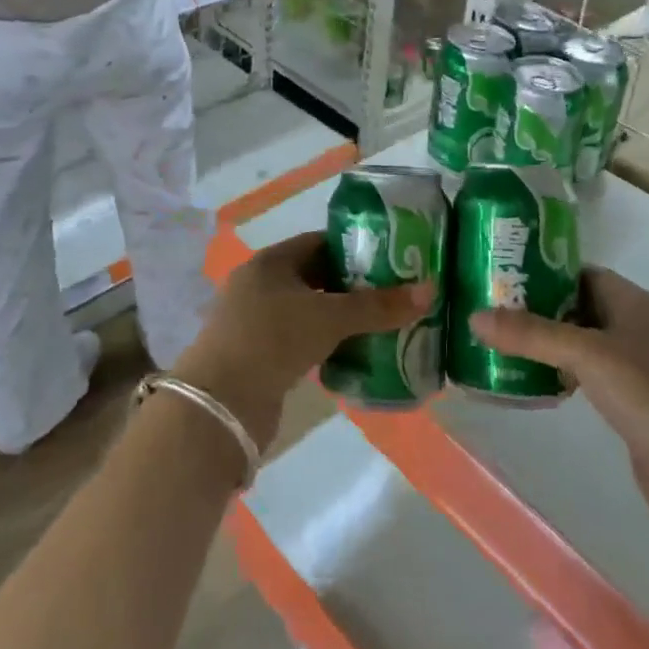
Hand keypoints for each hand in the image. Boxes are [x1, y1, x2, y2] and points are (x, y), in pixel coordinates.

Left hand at [174, 232, 430, 453]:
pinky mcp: (259, 356)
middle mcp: (260, 285)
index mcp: (270, 262)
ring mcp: (256, 322)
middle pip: (316, 277)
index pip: (319, 243)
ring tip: (383, 324)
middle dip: (353, 286)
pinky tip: (355, 353)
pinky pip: (301, 340)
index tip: (392, 258)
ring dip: (341, 318)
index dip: (355, 248)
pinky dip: (327, 343)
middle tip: (395, 293)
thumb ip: (378, 307)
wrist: (220, 406)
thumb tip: (429, 290)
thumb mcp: (329, 318)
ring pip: (309, 311)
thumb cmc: (272, 341)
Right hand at [469, 269, 648, 524]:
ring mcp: (645, 368)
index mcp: (639, 304)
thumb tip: (474, 317)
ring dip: (552, 346)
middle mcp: (644, 328)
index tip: (505, 280)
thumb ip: (531, 334)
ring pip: (588, 344)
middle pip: (584, 308)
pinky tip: (540, 384)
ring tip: (506, 347)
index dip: (547, 275)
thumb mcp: (586, 356)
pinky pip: (595, 376)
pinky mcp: (640, 404)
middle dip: (542, 311)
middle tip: (496, 314)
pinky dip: (567, 375)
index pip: (586, 275)